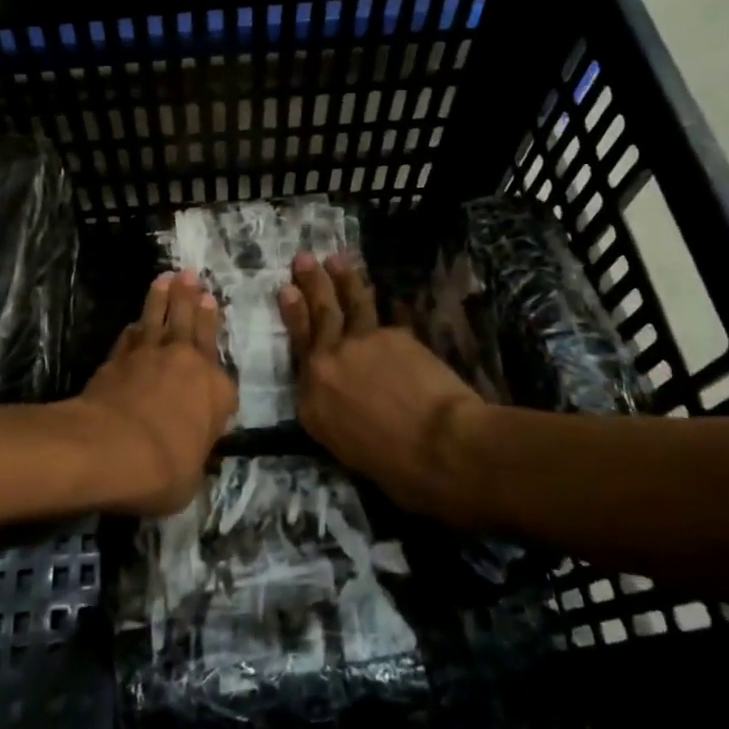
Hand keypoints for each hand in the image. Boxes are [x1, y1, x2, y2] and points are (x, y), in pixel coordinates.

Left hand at [78, 271, 237, 514]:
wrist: (113, 448)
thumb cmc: (165, 468)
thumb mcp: (192, 477)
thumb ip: (195, 455)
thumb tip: (191, 455)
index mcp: (216, 391)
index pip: (221, 365)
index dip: (214, 329)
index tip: (211, 304)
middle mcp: (188, 364)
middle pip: (191, 324)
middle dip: (191, 297)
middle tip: (191, 274)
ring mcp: (150, 357)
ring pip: (160, 319)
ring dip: (163, 298)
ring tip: (166, 277)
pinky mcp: (118, 360)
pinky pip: (130, 337)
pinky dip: (134, 326)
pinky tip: (135, 320)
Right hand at [281, 253, 492, 526]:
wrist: (440, 447)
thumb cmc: (397, 470)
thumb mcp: (349, 452)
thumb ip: (339, 417)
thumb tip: (350, 404)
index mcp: (311, 403)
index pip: (298, 352)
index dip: (293, 317)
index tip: (288, 292)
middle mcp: (327, 365)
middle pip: (317, 316)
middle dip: (310, 284)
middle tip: (303, 259)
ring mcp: (359, 344)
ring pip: (349, 304)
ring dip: (343, 278)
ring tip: (336, 259)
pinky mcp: (393, 335)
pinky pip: (388, 314)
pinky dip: (388, 304)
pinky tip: (389, 294)